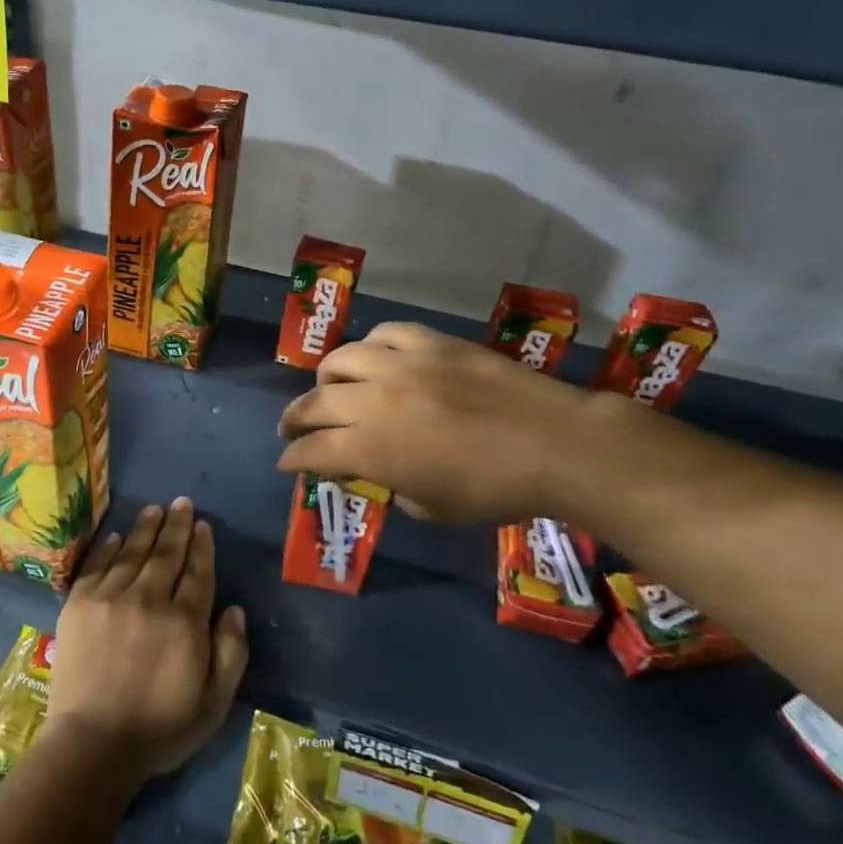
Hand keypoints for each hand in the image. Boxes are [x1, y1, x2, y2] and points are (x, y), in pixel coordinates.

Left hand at [47, 499, 249, 780]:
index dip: (201, 546)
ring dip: (146, 528)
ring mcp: (110, 598)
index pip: (197, 572)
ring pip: (132, 552)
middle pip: (166, 553)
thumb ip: (231, 653)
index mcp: (184, 622)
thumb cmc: (160, 728)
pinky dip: (108, 547)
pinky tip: (116, 535)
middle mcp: (149, 599)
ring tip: (155, 509)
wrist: (93, 743)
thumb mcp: (214, 703)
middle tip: (182, 503)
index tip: (203, 525)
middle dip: (177, 526)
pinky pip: (97, 565)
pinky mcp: (79, 604)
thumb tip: (234, 609)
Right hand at [277, 321, 586, 521]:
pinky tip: (377, 358)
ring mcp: (401, 365)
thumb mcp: (434, 509)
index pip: (311, 451)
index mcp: (371, 449)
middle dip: (294, 419)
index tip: (287, 462)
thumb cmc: (495, 490)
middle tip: (292, 428)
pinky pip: (385, 335)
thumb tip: (379, 474)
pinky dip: (372, 348)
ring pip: (340, 359)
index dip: (293, 459)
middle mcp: (373, 402)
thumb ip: (394, 490)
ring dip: (327, 378)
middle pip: (314, 403)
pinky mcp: (431, 343)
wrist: (555, 444)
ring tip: (331, 387)